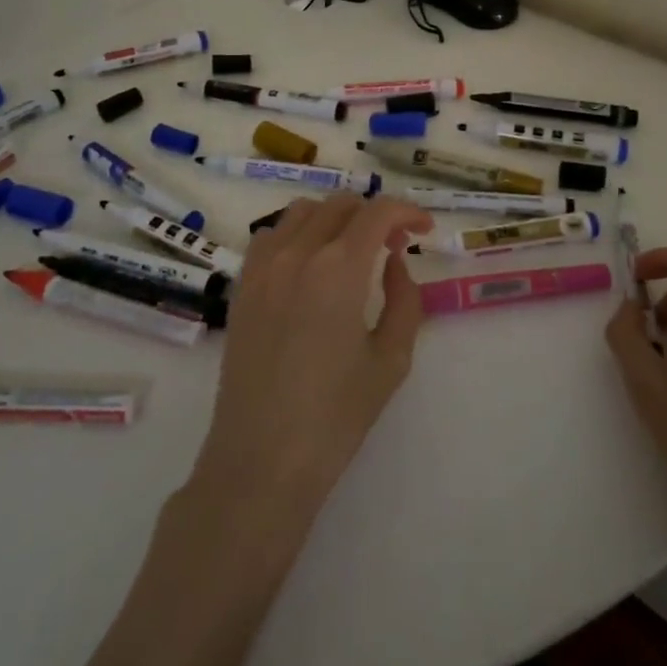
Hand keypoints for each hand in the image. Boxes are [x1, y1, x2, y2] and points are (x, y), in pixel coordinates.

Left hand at [187, 195, 432, 534]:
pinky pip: (272, 235)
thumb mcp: (391, 360)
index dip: (407, 212)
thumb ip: (404, 300)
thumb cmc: (335, 416)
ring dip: (336, 218)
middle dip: (374, 215)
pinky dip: (298, 233)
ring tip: (352, 249)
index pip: (377, 212)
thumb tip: (393, 262)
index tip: (424, 229)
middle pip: (341, 205)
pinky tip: (310, 264)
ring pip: (303, 212)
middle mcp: (297, 253)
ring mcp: (262, 267)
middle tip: (394, 245)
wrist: (261, 460)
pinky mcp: (242, 286)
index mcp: (338, 269)